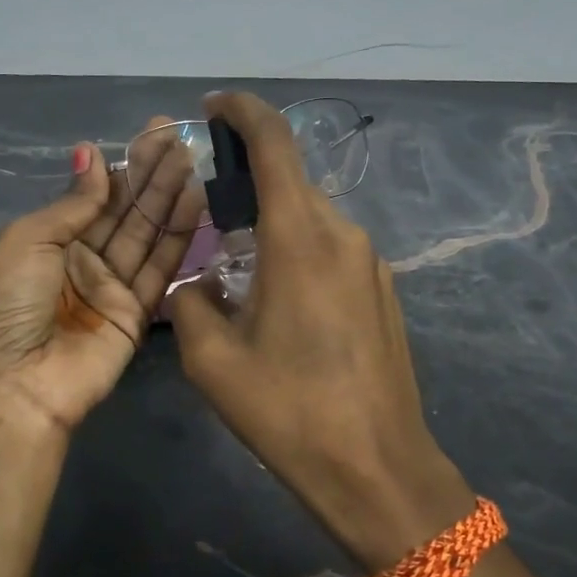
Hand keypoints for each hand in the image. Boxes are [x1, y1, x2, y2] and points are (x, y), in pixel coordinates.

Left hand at [0, 125, 200, 436]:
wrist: (15, 384)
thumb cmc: (8, 305)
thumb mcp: (28, 241)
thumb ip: (72, 202)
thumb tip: (92, 152)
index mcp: (49, 241)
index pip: (94, 196)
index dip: (122, 166)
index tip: (150, 135)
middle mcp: (82, 261)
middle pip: (124, 211)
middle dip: (150, 175)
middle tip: (179, 138)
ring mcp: (111, 288)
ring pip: (145, 235)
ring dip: (168, 198)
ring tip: (192, 161)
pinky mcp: (137, 315)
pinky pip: (159, 269)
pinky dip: (177, 238)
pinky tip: (194, 203)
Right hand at [170, 93, 474, 569]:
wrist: (378, 469)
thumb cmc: (290, 412)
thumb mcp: (213, 361)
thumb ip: (192, 303)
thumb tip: (199, 283)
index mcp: (300, 238)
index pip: (275, 143)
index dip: (243, 112)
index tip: (214, 107)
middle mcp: (343, 234)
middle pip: (290, 182)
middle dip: (247, 181)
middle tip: (208, 211)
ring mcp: (371, 262)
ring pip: (310, 219)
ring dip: (271, 225)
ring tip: (237, 269)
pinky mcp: (383, 291)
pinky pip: (331, 251)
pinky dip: (297, 252)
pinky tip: (279, 303)